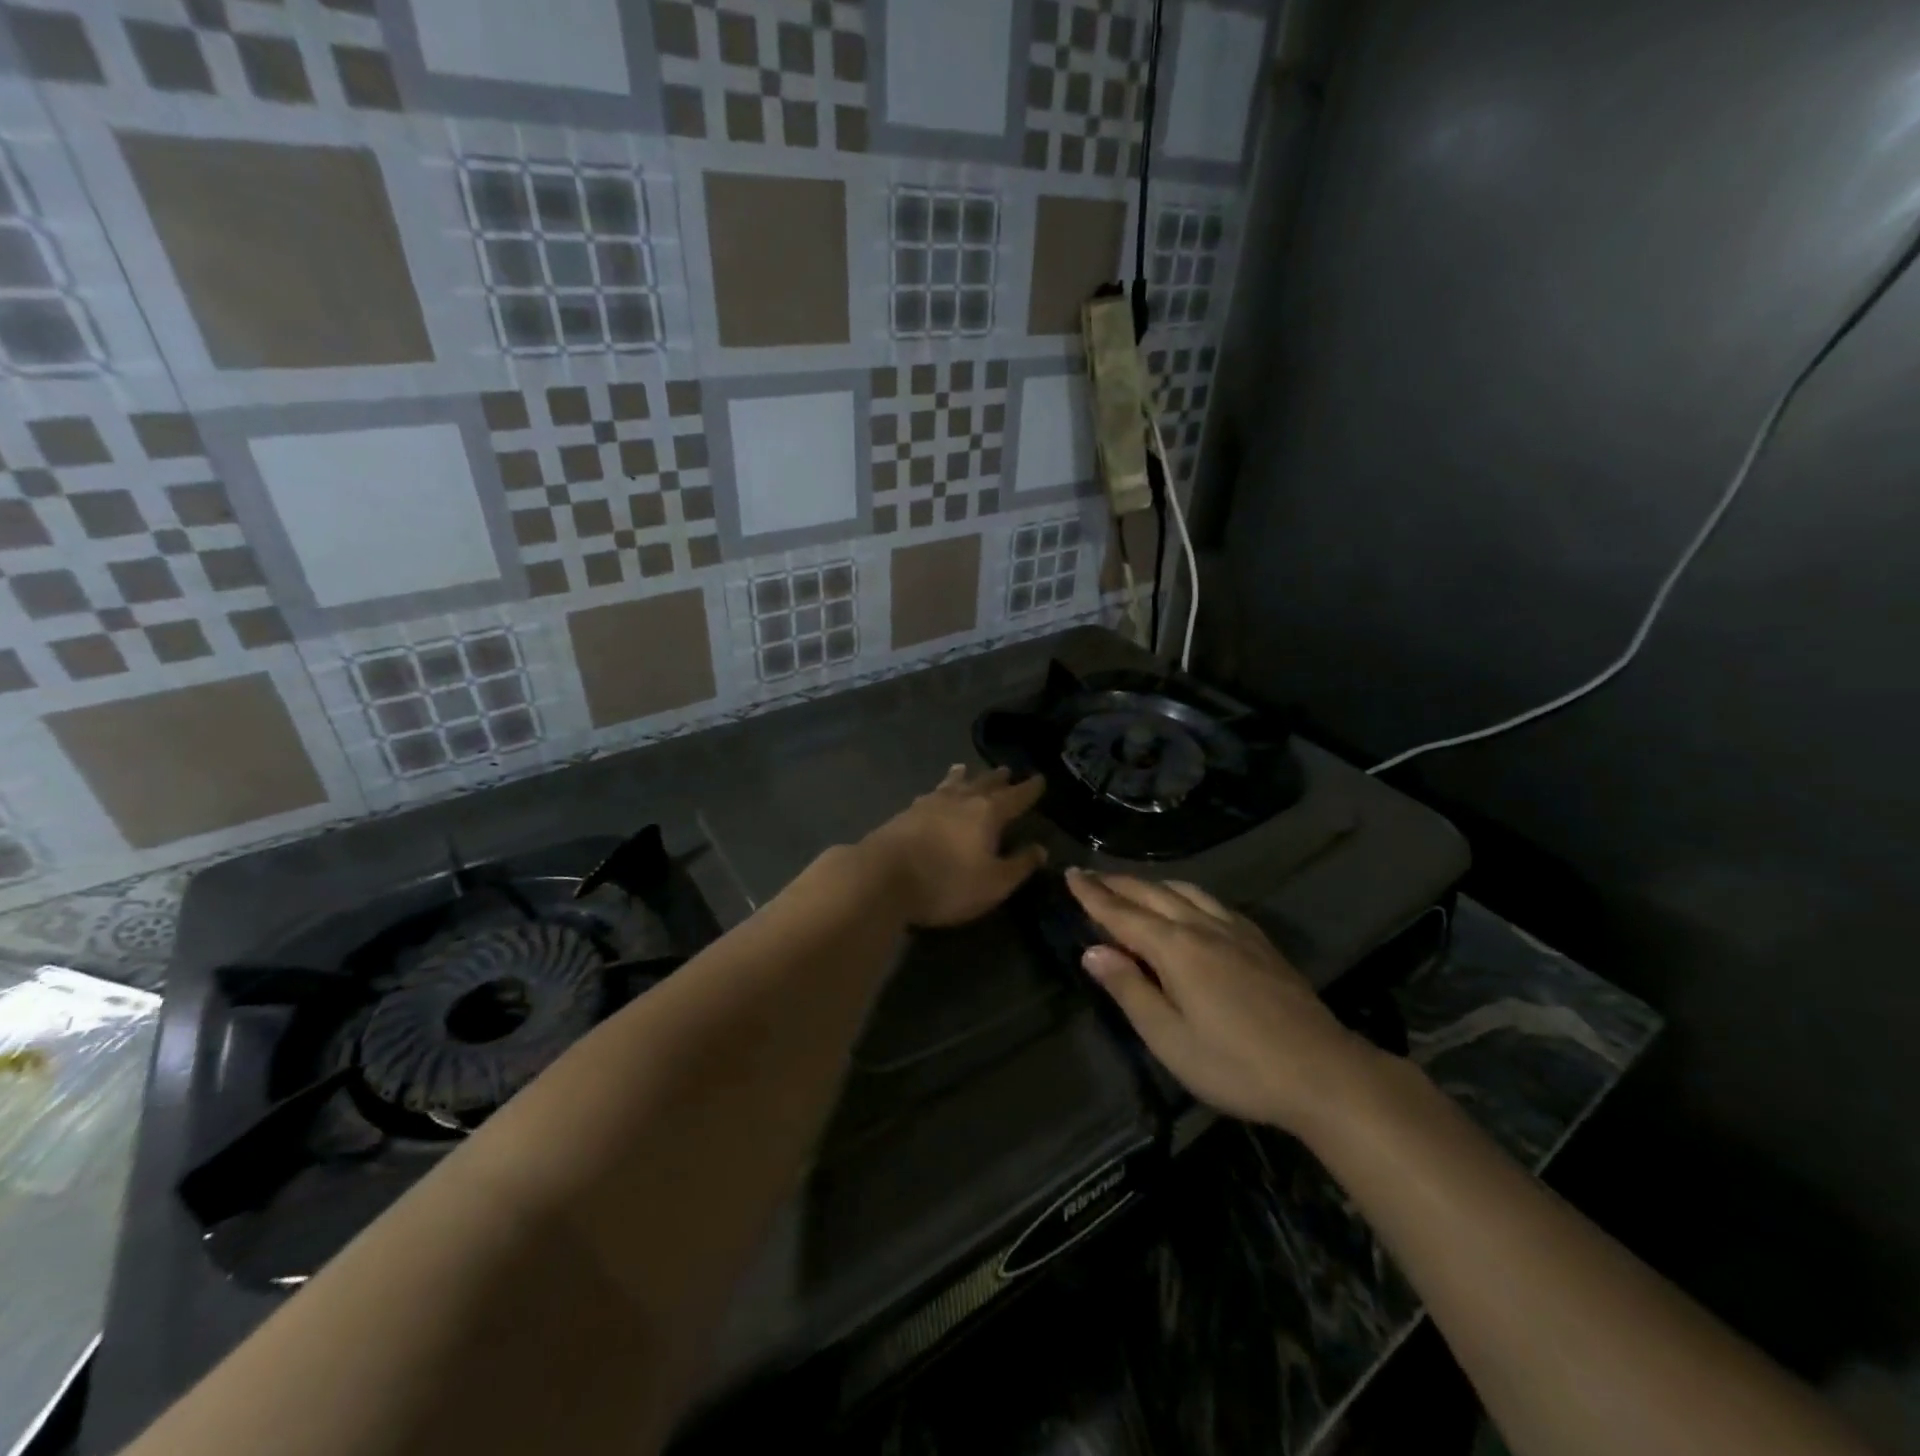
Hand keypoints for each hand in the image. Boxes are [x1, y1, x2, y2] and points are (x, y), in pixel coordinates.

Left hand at [858, 766, 1047, 927]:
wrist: (882, 877)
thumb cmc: (946, 882)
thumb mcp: (993, 883)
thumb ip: (1019, 865)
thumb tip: (1040, 848)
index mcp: (987, 813)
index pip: (1015, 797)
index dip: (1029, 789)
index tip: (1039, 779)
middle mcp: (960, 800)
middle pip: (984, 784)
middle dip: (998, 779)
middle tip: (1007, 770)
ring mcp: (929, 803)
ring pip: (952, 784)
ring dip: (963, 777)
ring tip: (964, 768)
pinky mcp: (905, 813)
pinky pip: (931, 794)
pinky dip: (940, 789)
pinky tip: (933, 794)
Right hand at [1066, 870, 1382, 1133]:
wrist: (1324, 1073)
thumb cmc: (1236, 1064)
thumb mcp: (1170, 1039)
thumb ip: (1130, 990)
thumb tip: (1092, 951)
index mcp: (1176, 948)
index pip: (1122, 913)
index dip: (1092, 895)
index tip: (1070, 874)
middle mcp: (1203, 927)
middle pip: (1151, 894)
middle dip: (1117, 884)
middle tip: (1090, 876)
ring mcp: (1236, 931)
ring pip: (1185, 892)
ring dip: (1151, 885)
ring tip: (1133, 887)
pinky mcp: (1260, 942)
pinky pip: (1213, 902)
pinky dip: (1186, 894)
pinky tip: (1190, 906)